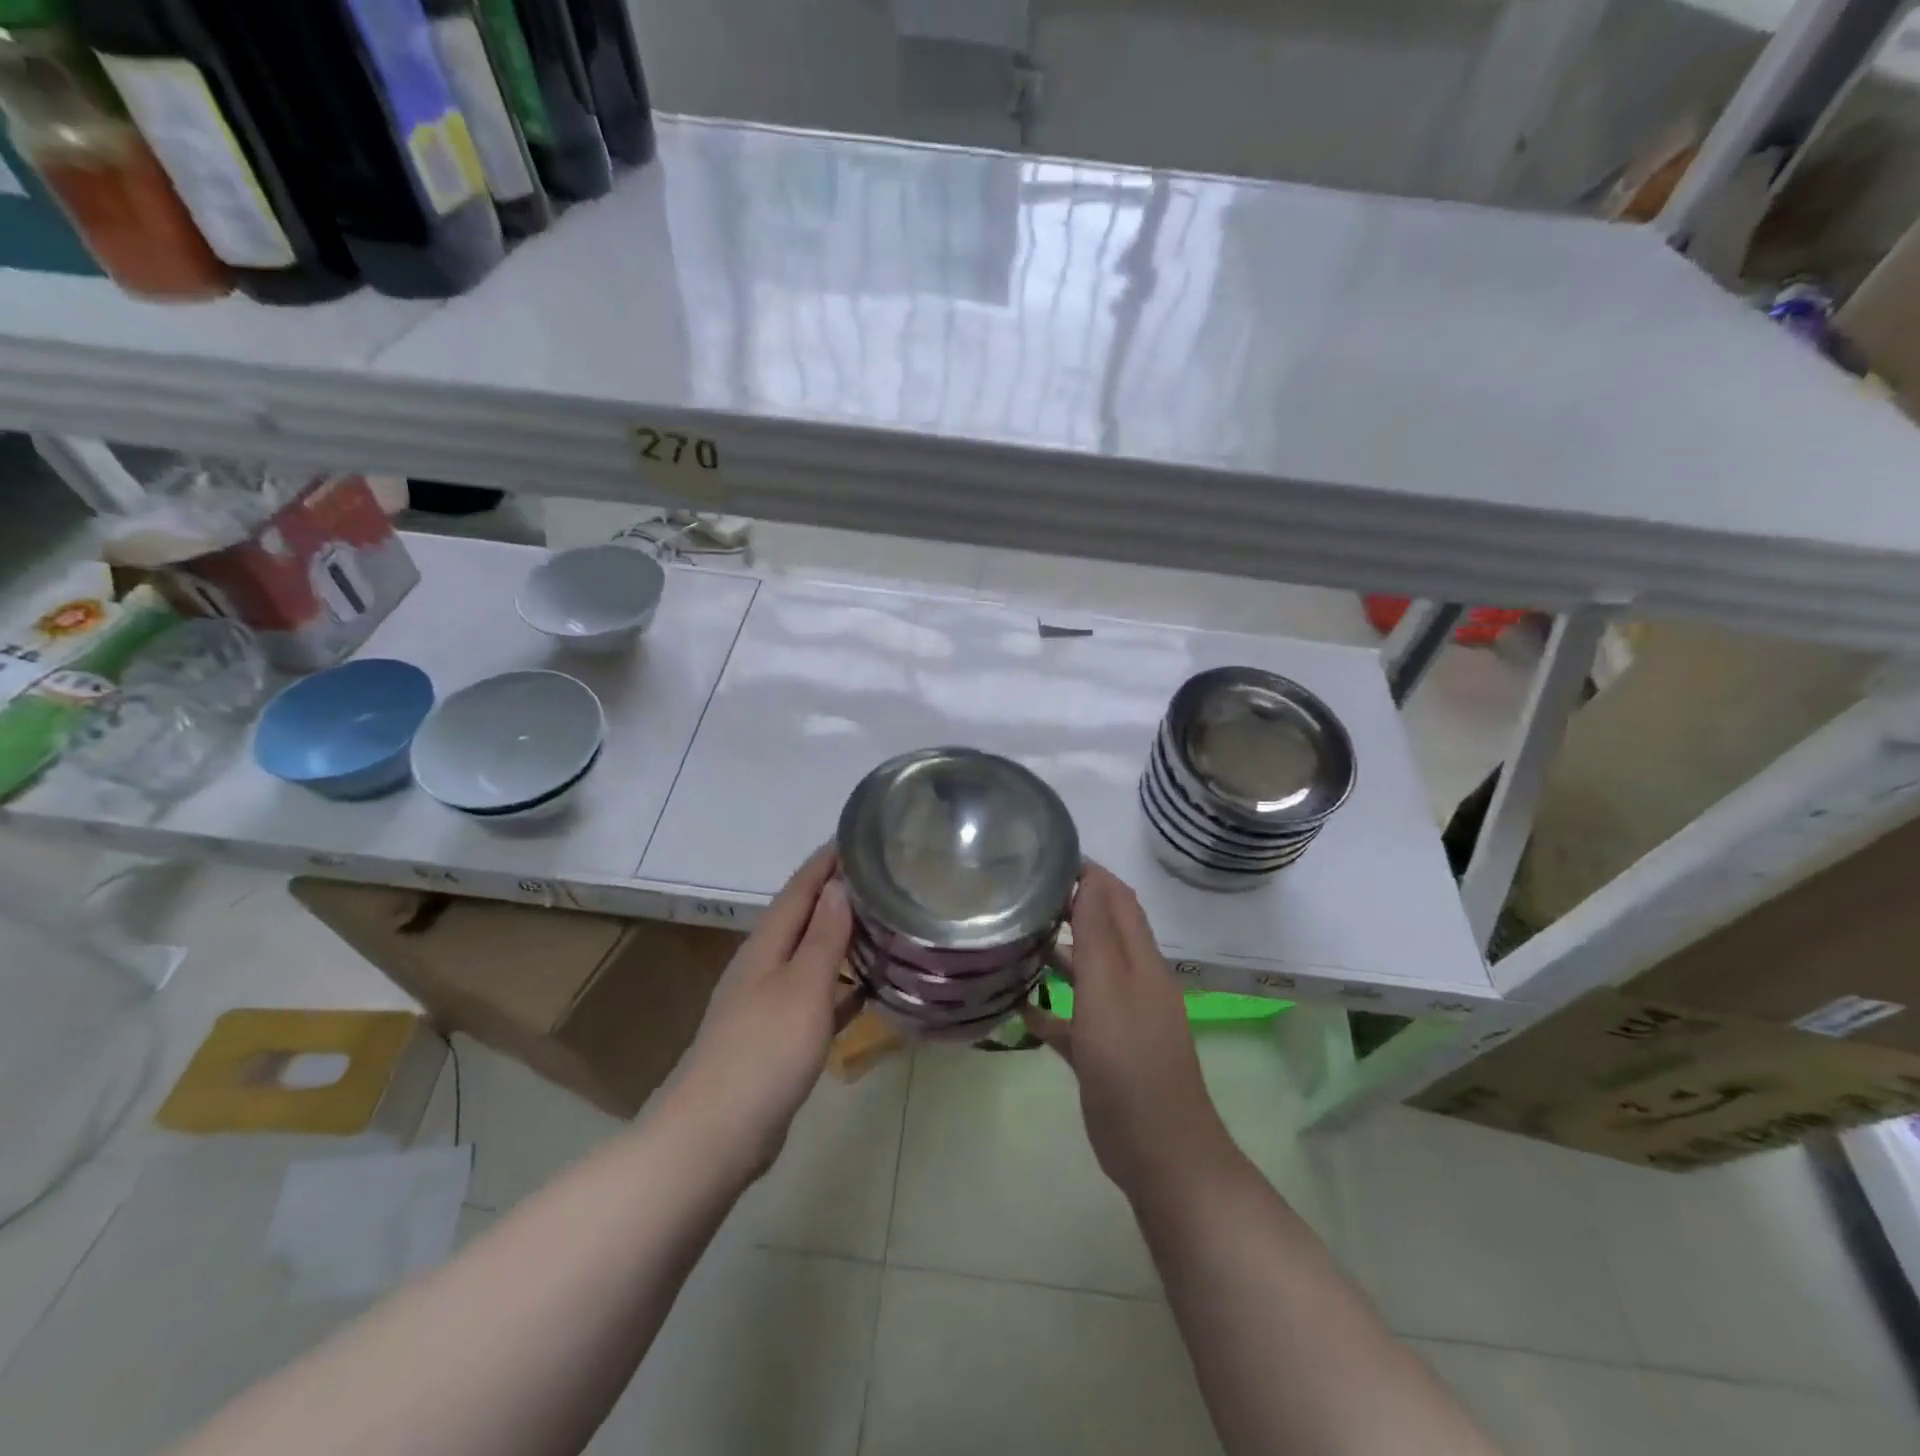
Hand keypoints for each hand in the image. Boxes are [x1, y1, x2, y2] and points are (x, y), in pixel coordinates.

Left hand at [674, 846, 852, 1178]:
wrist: (718, 1133)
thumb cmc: (765, 1051)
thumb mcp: (804, 987)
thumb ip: (824, 937)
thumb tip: (837, 886)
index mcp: (766, 946)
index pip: (798, 890)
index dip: (824, 863)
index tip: (854, 838)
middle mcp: (762, 966)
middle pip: (801, 919)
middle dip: (834, 895)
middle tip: (877, 879)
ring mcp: (766, 1004)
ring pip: (808, 957)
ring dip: (838, 939)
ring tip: (878, 925)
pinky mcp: (774, 1038)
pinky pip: (814, 998)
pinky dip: (838, 987)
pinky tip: (865, 991)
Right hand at [1023, 863, 1233, 1197]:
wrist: (1159, 1152)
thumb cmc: (1131, 1063)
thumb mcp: (1109, 991)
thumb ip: (1096, 935)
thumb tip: (1088, 877)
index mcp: (1140, 962)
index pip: (1117, 900)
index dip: (1090, 874)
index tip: (1047, 857)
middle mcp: (1133, 983)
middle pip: (1102, 931)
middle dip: (1069, 907)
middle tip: (1022, 895)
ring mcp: (1120, 1020)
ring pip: (1087, 973)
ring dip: (1058, 954)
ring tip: (1014, 940)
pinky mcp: (1104, 1054)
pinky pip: (1074, 1020)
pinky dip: (1050, 1007)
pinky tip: (1017, 1006)